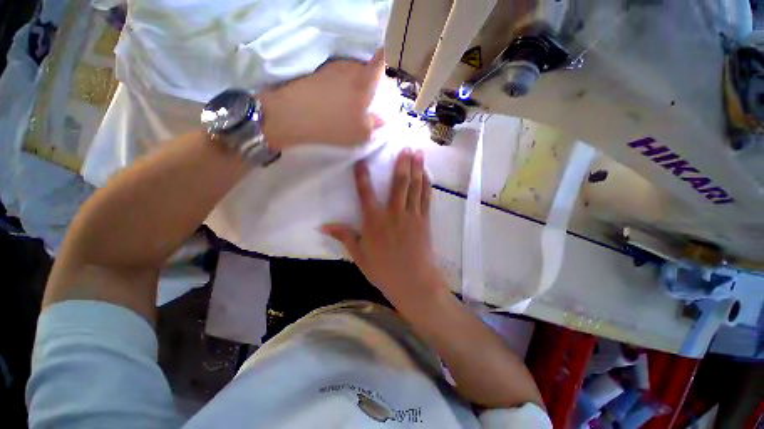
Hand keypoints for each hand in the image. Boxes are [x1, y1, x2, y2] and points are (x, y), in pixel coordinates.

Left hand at [260, 49, 384, 149]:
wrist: (294, 116)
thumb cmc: (334, 125)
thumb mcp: (360, 133)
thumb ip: (374, 124)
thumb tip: (381, 119)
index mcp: (364, 82)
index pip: (379, 62)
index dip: (384, 63)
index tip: (385, 74)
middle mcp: (349, 69)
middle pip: (365, 67)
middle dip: (369, 79)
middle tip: (368, 96)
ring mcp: (332, 69)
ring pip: (349, 71)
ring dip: (353, 82)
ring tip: (350, 100)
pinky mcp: (317, 73)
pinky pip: (335, 75)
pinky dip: (339, 85)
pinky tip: (335, 99)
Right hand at [322, 149, 441, 303]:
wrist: (413, 282)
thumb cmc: (383, 270)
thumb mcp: (359, 255)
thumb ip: (344, 236)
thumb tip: (324, 226)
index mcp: (374, 221)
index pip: (366, 192)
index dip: (362, 175)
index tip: (362, 160)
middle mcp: (393, 213)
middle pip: (398, 183)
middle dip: (402, 163)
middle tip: (405, 147)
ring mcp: (411, 215)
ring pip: (414, 187)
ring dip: (417, 169)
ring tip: (419, 153)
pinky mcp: (424, 220)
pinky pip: (425, 198)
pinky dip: (426, 185)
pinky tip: (427, 175)